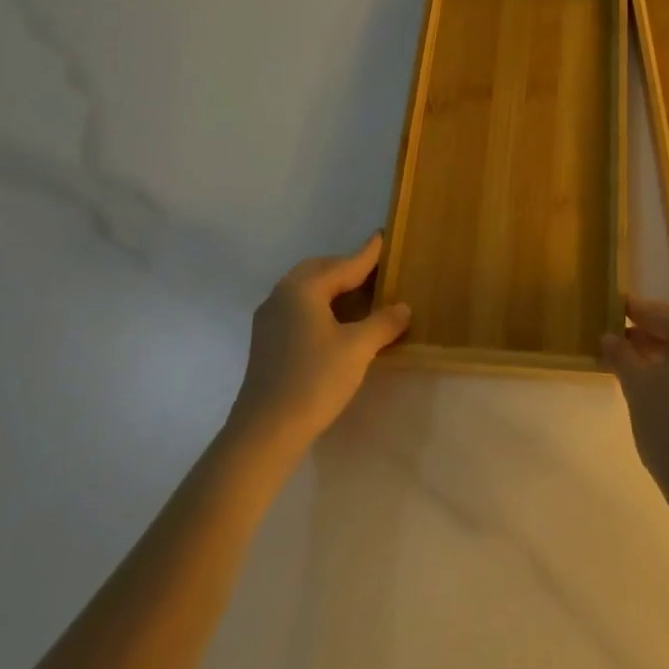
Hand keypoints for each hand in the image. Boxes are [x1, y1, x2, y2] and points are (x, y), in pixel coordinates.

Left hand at [229, 234, 410, 450]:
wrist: (265, 432)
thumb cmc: (314, 380)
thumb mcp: (358, 349)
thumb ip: (383, 323)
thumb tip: (403, 308)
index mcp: (303, 288)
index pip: (344, 264)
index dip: (368, 254)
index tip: (383, 237)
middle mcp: (282, 295)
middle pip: (320, 271)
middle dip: (347, 268)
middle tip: (375, 271)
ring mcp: (269, 319)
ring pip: (306, 290)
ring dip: (333, 288)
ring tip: (360, 297)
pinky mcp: (266, 342)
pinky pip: (298, 308)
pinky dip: (320, 305)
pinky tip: (337, 324)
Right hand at [602, 298, 668, 503]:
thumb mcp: (637, 385)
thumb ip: (622, 354)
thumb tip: (609, 337)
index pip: (658, 313)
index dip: (630, 312)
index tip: (610, 309)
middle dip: (647, 338)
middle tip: (616, 345)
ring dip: (665, 359)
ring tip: (634, 370)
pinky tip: (661, 391)